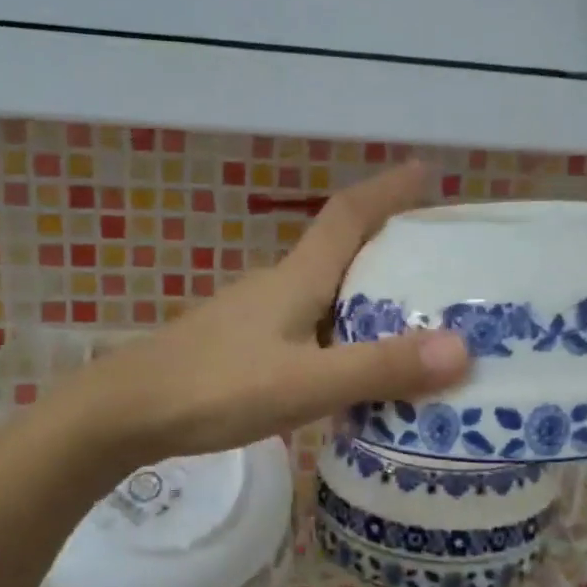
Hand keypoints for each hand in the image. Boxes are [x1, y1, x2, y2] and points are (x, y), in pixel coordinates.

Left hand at [86, 162, 470, 463]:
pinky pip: (308, 325)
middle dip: (388, 245)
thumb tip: (463, 348)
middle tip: (438, 262)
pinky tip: (351, 366)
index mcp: (297, 278)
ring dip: (365, 294)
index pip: (348, 215)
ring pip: (324, 292)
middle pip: (340, 250)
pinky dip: (340, 332)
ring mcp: (256, 315)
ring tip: (411, 320)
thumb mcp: (306, 383)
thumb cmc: (215, 388)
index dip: (387, 189)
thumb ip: (379, 368)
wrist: (124, 414)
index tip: (425, 171)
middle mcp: (278, 285)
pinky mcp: (242, 345)